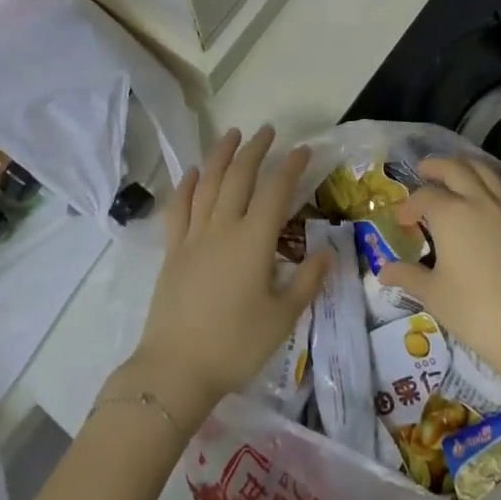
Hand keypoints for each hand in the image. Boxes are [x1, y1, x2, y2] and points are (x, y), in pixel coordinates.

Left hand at [115, 126, 327, 426]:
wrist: (176, 369)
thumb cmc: (235, 345)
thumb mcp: (283, 318)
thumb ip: (307, 281)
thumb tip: (328, 251)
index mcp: (253, 241)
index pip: (276, 191)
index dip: (291, 166)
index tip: (303, 150)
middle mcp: (223, 227)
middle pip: (239, 176)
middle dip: (255, 149)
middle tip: (268, 131)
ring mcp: (194, 236)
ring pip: (208, 183)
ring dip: (221, 154)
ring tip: (231, 133)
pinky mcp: (173, 250)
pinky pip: (178, 208)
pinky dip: (187, 184)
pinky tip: (193, 170)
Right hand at [378, 156, 500, 378]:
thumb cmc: (476, 312)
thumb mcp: (434, 295)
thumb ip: (408, 276)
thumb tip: (384, 271)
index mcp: (450, 214)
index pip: (423, 196)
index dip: (408, 206)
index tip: (402, 221)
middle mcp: (479, 200)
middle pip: (454, 168)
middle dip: (435, 166)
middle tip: (423, 171)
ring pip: (485, 170)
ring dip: (465, 165)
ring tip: (455, 172)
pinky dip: (490, 181)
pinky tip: (486, 195)